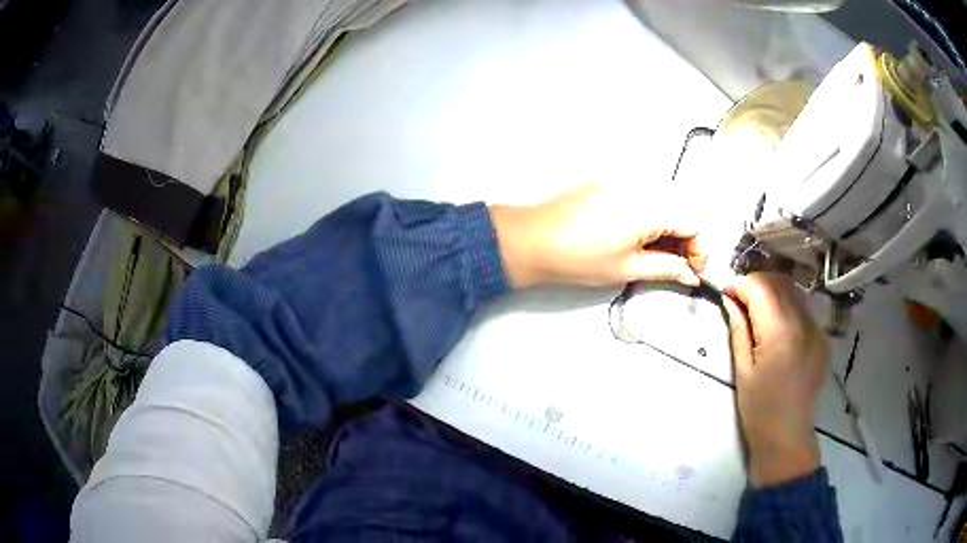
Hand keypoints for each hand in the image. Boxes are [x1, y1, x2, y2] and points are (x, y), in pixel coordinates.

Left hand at [489, 184, 706, 287]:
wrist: (530, 240)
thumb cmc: (577, 257)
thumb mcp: (627, 268)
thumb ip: (666, 269)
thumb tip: (690, 274)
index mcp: (649, 206)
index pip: (694, 222)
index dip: (700, 249)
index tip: (694, 271)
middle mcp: (640, 187)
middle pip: (681, 210)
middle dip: (686, 240)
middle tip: (678, 267)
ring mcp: (622, 182)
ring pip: (662, 204)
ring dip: (668, 230)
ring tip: (657, 257)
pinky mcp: (607, 185)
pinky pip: (642, 199)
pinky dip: (650, 220)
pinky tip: (639, 241)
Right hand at [722, 273, 829, 487]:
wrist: (788, 436)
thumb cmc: (759, 409)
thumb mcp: (742, 369)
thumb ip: (739, 328)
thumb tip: (731, 299)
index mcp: (780, 332)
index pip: (760, 287)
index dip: (741, 284)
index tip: (727, 293)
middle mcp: (803, 323)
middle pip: (779, 282)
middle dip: (756, 284)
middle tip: (740, 300)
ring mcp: (817, 329)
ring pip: (794, 291)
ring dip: (773, 292)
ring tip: (758, 310)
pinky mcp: (823, 338)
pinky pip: (804, 309)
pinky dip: (788, 307)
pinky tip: (778, 327)